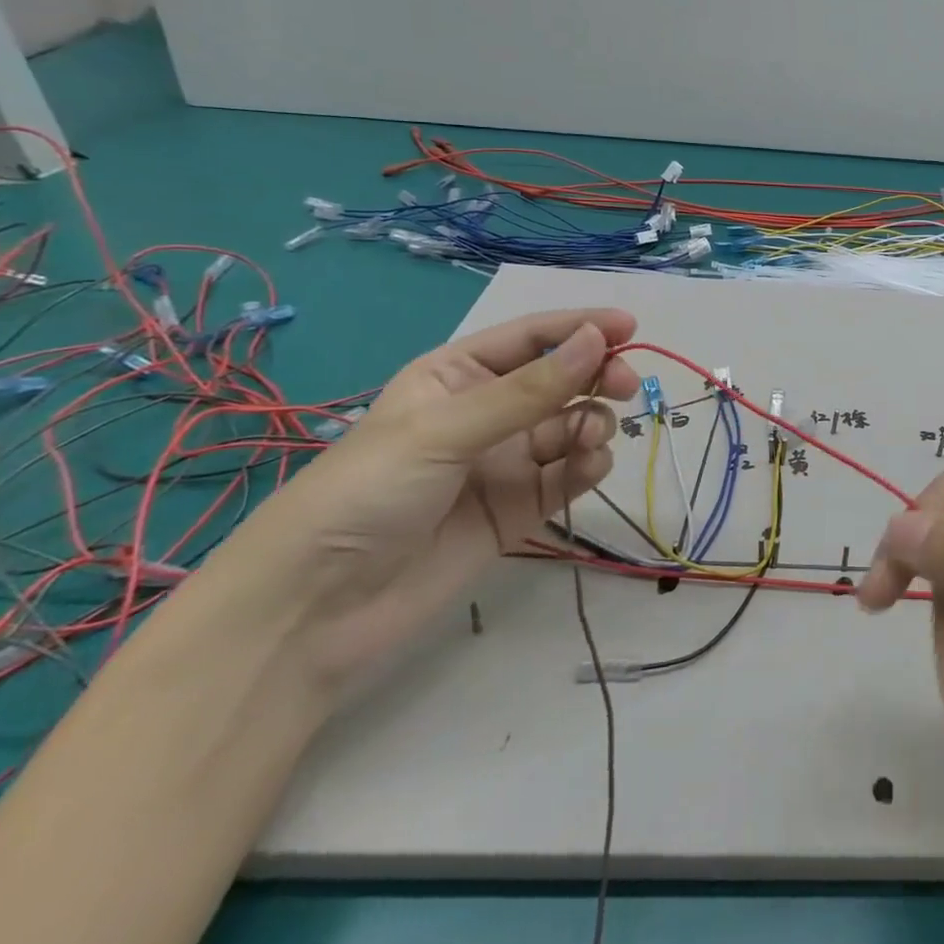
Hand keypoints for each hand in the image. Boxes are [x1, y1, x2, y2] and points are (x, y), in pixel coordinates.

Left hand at [206, 308, 638, 682]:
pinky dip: (588, 465)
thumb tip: (598, 338)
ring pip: (573, 426)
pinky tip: (589, 467)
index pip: (531, 338)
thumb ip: (529, 390)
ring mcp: (506, 463)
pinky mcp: (520, 509)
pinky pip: (569, 474)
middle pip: (562, 380)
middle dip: (597, 376)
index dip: (581, 327)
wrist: (312, 616)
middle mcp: (487, 414)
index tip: (632, 327)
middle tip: (625, 386)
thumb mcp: (444, 431)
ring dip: (593, 423)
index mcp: (457, 377)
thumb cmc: (365, 495)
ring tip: (589, 440)